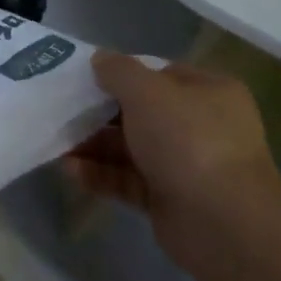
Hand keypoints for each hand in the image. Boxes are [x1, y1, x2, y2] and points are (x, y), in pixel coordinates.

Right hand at [63, 51, 278, 240]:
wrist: (223, 222)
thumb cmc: (188, 141)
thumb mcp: (148, 92)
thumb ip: (119, 71)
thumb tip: (100, 58)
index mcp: (208, 92)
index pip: (159, 74)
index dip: (122, 74)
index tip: (84, 78)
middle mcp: (200, 126)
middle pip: (140, 113)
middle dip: (100, 113)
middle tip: (62, 112)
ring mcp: (185, 165)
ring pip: (130, 148)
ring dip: (94, 145)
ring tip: (57, 143)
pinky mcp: (168, 199)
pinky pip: (127, 180)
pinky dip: (100, 174)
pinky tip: (69, 170)